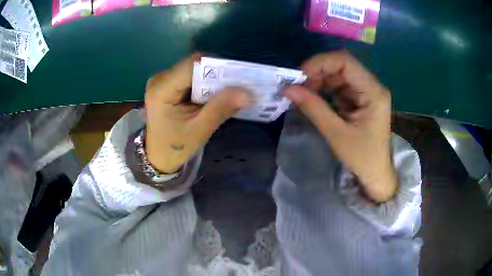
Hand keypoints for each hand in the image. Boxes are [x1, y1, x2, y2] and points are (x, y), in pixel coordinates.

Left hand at [145, 55, 252, 172]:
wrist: (159, 156)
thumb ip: (221, 108)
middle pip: (193, 64)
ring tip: (229, 90)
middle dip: (217, 72)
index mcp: (161, 89)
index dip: (217, 66)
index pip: (192, 65)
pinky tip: (214, 94)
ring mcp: (163, 80)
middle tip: (237, 85)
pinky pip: (191, 76)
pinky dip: (206, 82)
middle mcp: (160, 79)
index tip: (238, 76)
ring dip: (213, 77)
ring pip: (194, 68)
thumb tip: (248, 93)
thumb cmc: (176, 147)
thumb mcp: (200, 130)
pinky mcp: (168, 84)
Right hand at [283, 51, 396, 202]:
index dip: (320, 63)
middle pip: (342, 66)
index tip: (300, 76)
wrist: (376, 174)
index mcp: (373, 92)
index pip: (346, 62)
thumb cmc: (362, 158)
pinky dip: (326, 91)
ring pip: (339, 75)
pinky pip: (341, 87)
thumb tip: (287, 89)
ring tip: (305, 96)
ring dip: (320, 82)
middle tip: (300, 88)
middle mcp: (372, 86)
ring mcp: (367, 92)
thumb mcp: (336, 133)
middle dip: (318, 73)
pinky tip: (316, 101)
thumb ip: (313, 108)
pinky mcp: (362, 99)